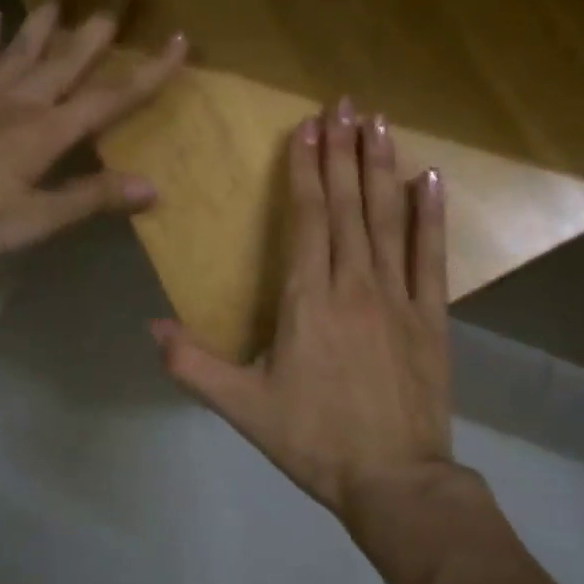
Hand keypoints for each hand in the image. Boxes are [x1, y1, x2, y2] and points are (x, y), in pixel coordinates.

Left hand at [0, 0, 184, 274]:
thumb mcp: (35, 220)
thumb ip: (90, 198)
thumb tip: (152, 187)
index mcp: (46, 131)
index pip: (110, 98)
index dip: (148, 72)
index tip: (179, 42)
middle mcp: (20, 103)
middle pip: (68, 60)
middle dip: (97, 31)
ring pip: (23, 50)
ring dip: (45, 21)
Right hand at [152, 100, 455, 525]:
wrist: (395, 480)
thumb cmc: (314, 440)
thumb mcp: (243, 408)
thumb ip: (193, 366)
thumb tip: (150, 328)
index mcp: (308, 299)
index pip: (308, 217)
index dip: (306, 168)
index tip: (306, 126)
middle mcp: (355, 284)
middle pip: (348, 205)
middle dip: (343, 150)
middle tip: (345, 103)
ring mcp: (399, 297)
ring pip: (388, 218)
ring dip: (381, 167)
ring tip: (378, 122)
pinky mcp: (433, 316)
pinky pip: (432, 256)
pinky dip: (431, 215)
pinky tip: (430, 178)